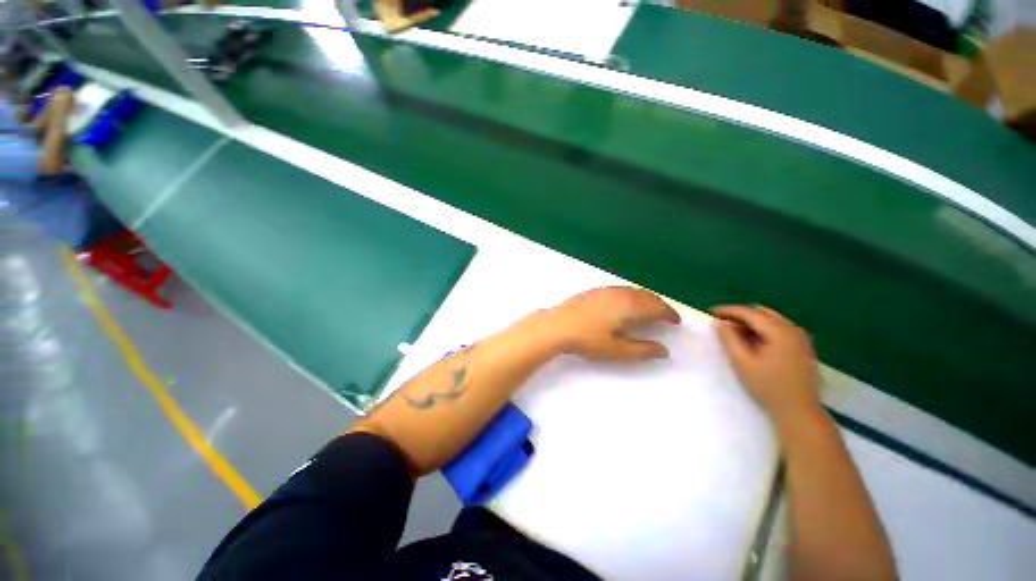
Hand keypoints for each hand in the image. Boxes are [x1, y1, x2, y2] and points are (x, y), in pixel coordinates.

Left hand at [547, 287, 680, 360]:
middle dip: (660, 305)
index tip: (676, 321)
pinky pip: (622, 289)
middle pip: (647, 296)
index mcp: (629, 307)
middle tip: (666, 316)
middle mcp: (621, 294)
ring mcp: (606, 290)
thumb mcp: (616, 350)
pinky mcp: (595, 290)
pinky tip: (626, 303)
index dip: (669, 314)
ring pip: (634, 290)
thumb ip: (642, 350)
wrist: (558, 325)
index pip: (657, 307)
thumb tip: (664, 351)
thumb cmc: (588, 339)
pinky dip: (632, 295)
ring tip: (649, 309)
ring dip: (646, 298)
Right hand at [711, 305, 821, 425]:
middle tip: (721, 321)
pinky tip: (752, 340)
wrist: (800, 412)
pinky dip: (762, 329)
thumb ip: (729, 339)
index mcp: (780, 331)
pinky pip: (779, 329)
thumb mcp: (743, 363)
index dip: (728, 310)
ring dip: (751, 321)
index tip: (710, 312)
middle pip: (762, 313)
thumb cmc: (769, 387)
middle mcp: (793, 329)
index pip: (749, 313)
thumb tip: (719, 323)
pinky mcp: (802, 347)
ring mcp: (800, 338)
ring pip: (771, 320)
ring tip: (733, 331)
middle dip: (740, 314)